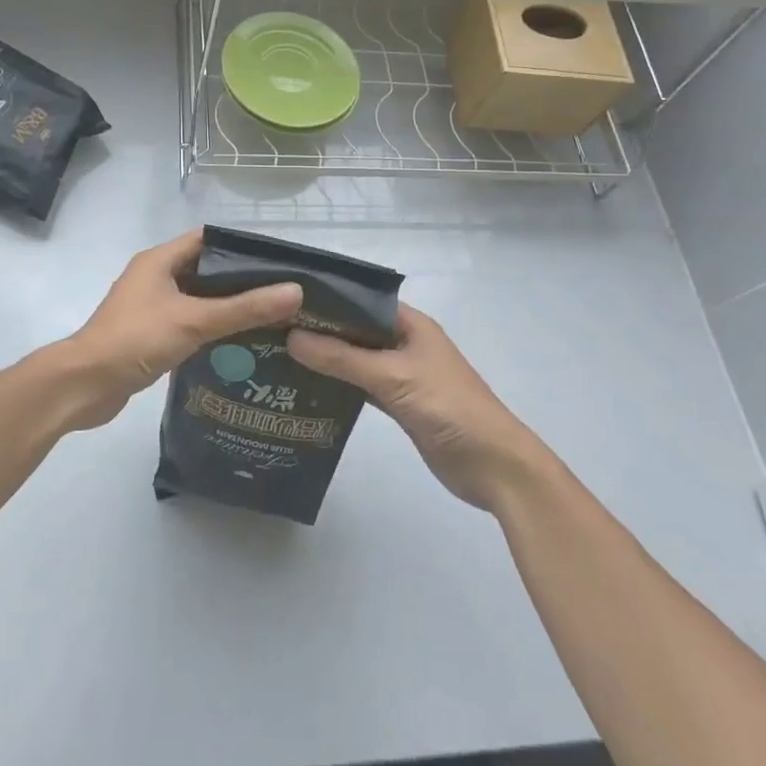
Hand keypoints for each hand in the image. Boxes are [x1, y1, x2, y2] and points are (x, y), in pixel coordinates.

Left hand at [58, 230, 301, 429]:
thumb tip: (295, 291)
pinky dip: (210, 328)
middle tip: (281, 293)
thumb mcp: (194, 320)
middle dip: (240, 280)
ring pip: (197, 298)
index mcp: (159, 260)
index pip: (208, 239)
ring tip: (269, 318)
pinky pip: (187, 322)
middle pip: (205, 269)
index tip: (278, 262)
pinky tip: (238, 343)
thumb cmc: (136, 339)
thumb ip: (244, 308)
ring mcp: (150, 306)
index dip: (242, 247)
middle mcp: (154, 276)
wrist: (85, 385)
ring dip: (226, 306)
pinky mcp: (149, 333)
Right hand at [289, 303, 545, 510]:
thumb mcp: (392, 377)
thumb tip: (291, 338)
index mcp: (410, 324)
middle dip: (320, 330)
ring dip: (326, 359)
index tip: (285, 301)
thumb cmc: (449, 408)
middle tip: (271, 329)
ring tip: (279, 355)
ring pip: (356, 359)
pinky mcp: (399, 404)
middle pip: (356, 330)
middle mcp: (404, 343)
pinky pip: (361, 387)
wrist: (494, 466)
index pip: (361, 301)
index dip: (326, 299)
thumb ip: (342, 358)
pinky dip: (338, 387)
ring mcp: (402, 375)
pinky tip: (306, 388)